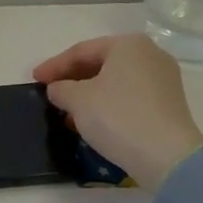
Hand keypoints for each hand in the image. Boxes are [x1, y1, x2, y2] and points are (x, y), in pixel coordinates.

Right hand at [33, 34, 202, 184]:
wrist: (167, 157)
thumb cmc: (117, 117)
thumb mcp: (77, 100)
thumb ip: (60, 88)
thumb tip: (58, 89)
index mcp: (128, 44)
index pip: (81, 51)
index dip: (54, 66)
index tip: (34, 79)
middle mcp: (150, 54)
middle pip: (100, 63)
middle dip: (72, 79)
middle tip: (50, 92)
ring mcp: (163, 79)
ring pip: (114, 81)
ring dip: (88, 94)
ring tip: (66, 110)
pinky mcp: (168, 104)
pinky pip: (129, 96)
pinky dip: (107, 104)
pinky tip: (90, 120)